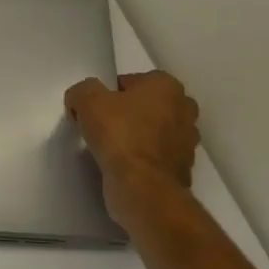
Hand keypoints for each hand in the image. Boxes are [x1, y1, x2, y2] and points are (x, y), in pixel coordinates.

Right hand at [65, 71, 199, 224]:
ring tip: (111, 149)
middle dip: (127, 114)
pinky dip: (142, 160)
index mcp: (167, 86)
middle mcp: (184, 110)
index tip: (95, 109)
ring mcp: (187, 142)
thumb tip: (81, 99)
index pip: (132, 81)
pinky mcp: (183, 170)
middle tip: (103, 127)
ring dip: (136, 137)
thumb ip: (82, 91)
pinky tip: (123, 167)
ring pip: (153, 132)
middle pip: (146, 106)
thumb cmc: (119, 134)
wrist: (142, 188)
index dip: (110, 93)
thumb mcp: (87, 100)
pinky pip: (156, 157)